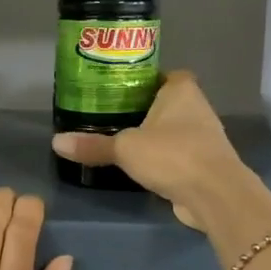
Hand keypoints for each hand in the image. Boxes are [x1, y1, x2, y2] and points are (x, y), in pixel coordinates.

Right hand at [50, 71, 251, 228]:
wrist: (214, 194)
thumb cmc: (172, 155)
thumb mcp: (125, 148)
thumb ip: (93, 145)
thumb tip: (56, 142)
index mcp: (181, 91)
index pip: (166, 75)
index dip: (147, 80)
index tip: (122, 90)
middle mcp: (197, 108)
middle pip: (168, 103)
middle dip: (146, 109)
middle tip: (113, 116)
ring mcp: (204, 138)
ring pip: (174, 130)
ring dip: (155, 136)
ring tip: (123, 142)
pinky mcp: (205, 164)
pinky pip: (179, 155)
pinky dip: (164, 159)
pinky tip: (143, 167)